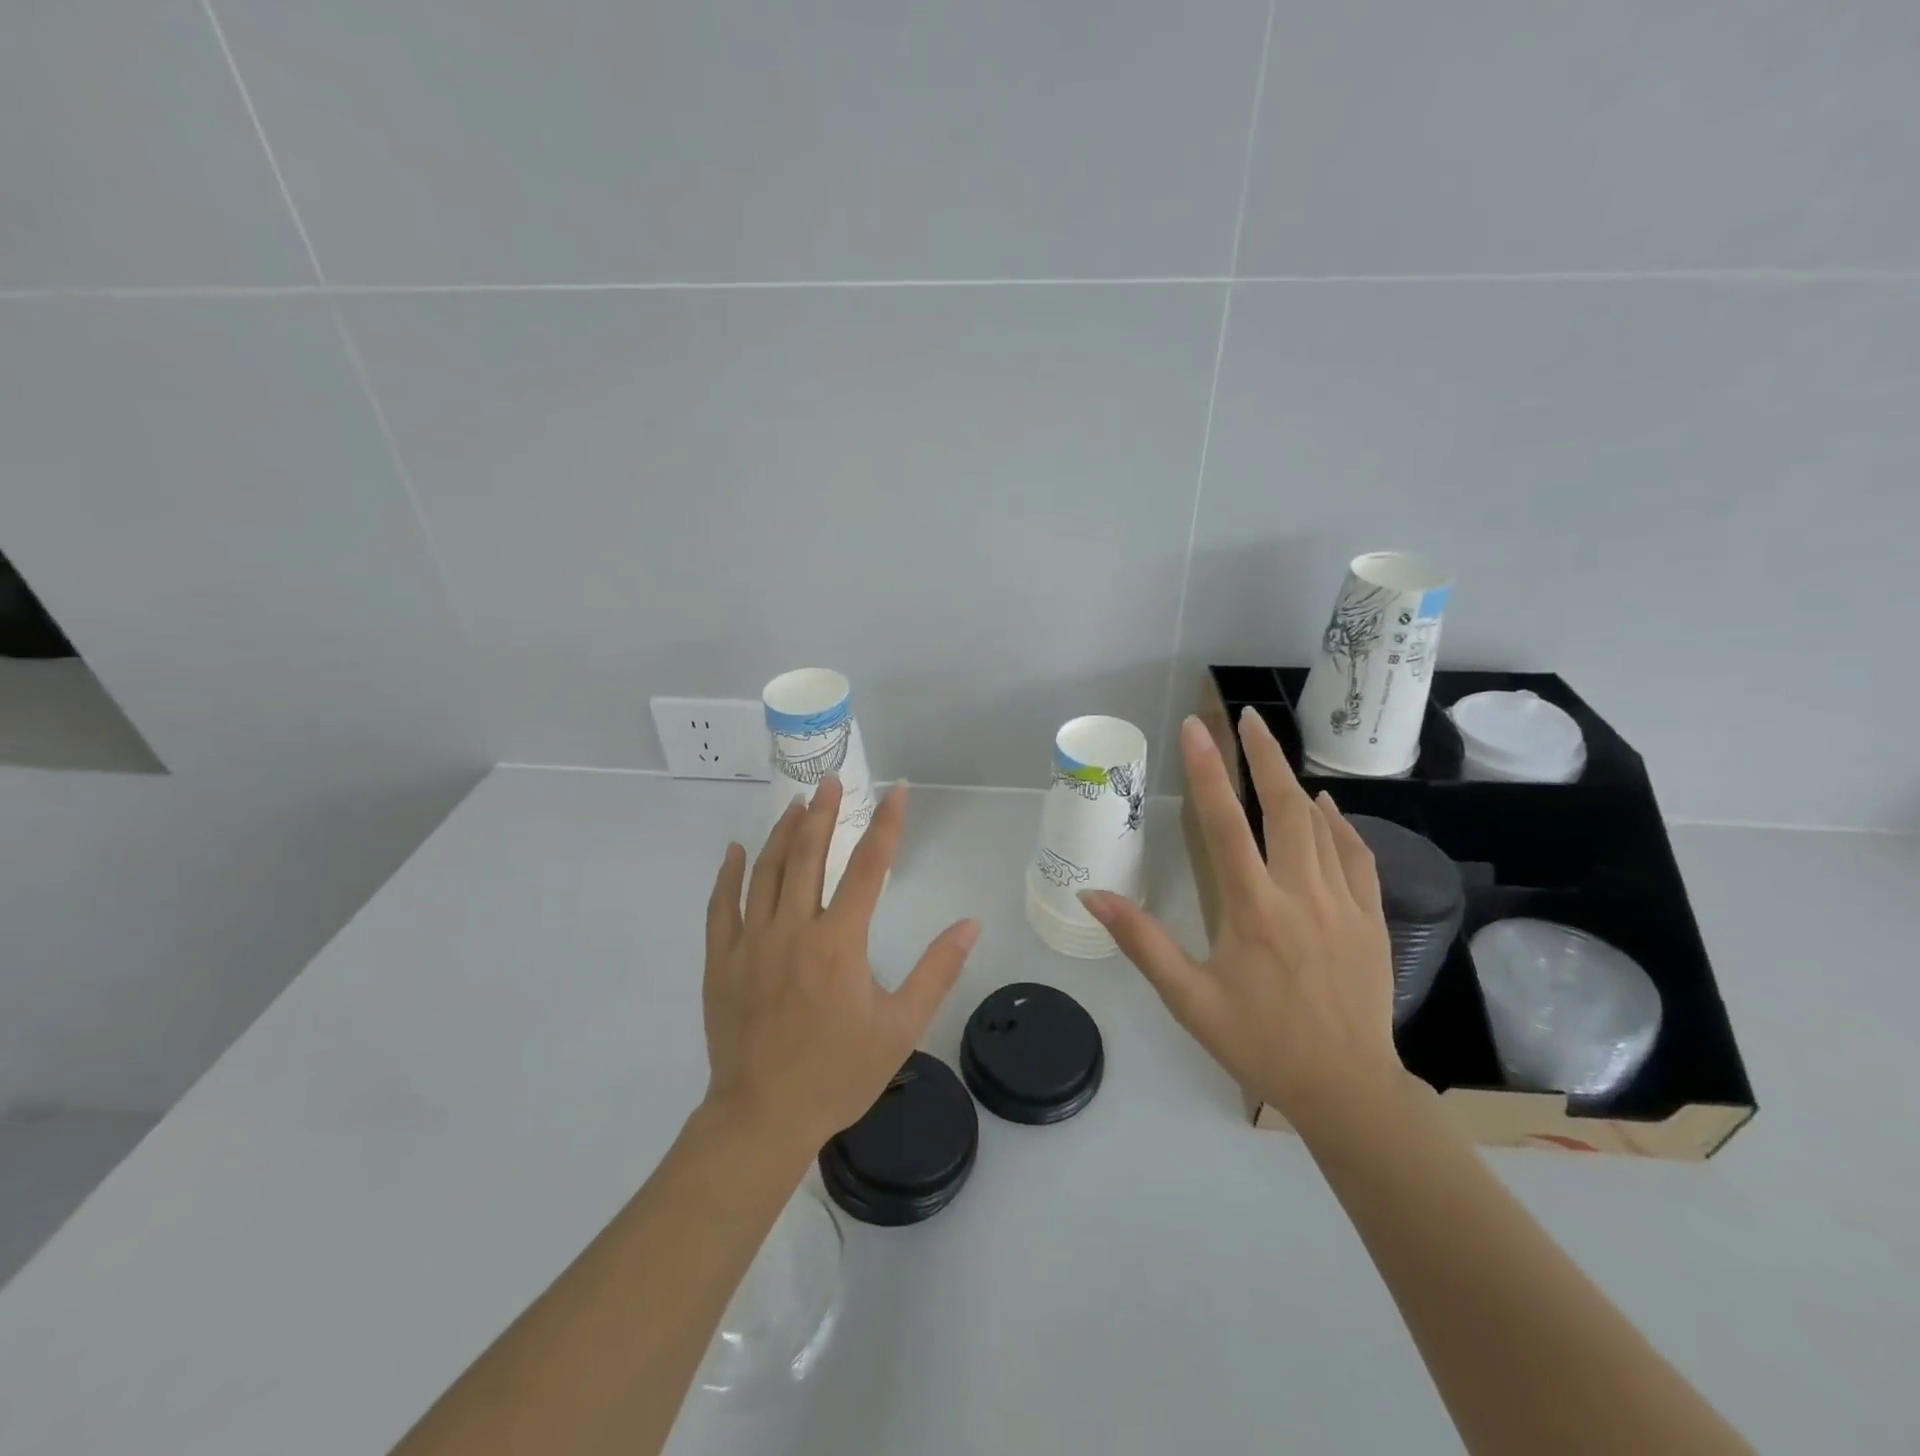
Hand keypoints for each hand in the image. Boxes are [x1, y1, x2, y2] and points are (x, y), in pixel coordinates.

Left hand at [702, 775, 980, 1153]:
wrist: (763, 1118)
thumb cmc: (838, 1073)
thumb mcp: (900, 1027)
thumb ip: (936, 972)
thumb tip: (969, 925)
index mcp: (838, 943)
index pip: (868, 868)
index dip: (887, 825)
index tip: (898, 791)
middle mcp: (793, 930)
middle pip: (808, 856)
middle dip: (823, 813)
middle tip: (831, 780)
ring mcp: (751, 943)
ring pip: (765, 872)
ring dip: (781, 833)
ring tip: (795, 805)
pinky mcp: (721, 961)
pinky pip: (721, 906)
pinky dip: (728, 874)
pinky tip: (735, 850)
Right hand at [1082, 709, 1402, 1135]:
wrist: (1348, 1089)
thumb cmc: (1259, 1042)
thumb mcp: (1188, 999)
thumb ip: (1141, 941)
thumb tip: (1092, 895)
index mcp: (1252, 910)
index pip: (1224, 825)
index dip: (1207, 771)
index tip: (1196, 728)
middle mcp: (1300, 894)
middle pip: (1283, 808)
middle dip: (1262, 757)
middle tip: (1245, 718)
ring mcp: (1342, 904)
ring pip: (1320, 827)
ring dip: (1294, 782)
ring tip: (1273, 749)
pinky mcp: (1370, 919)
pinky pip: (1357, 857)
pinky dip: (1341, 826)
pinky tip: (1329, 809)